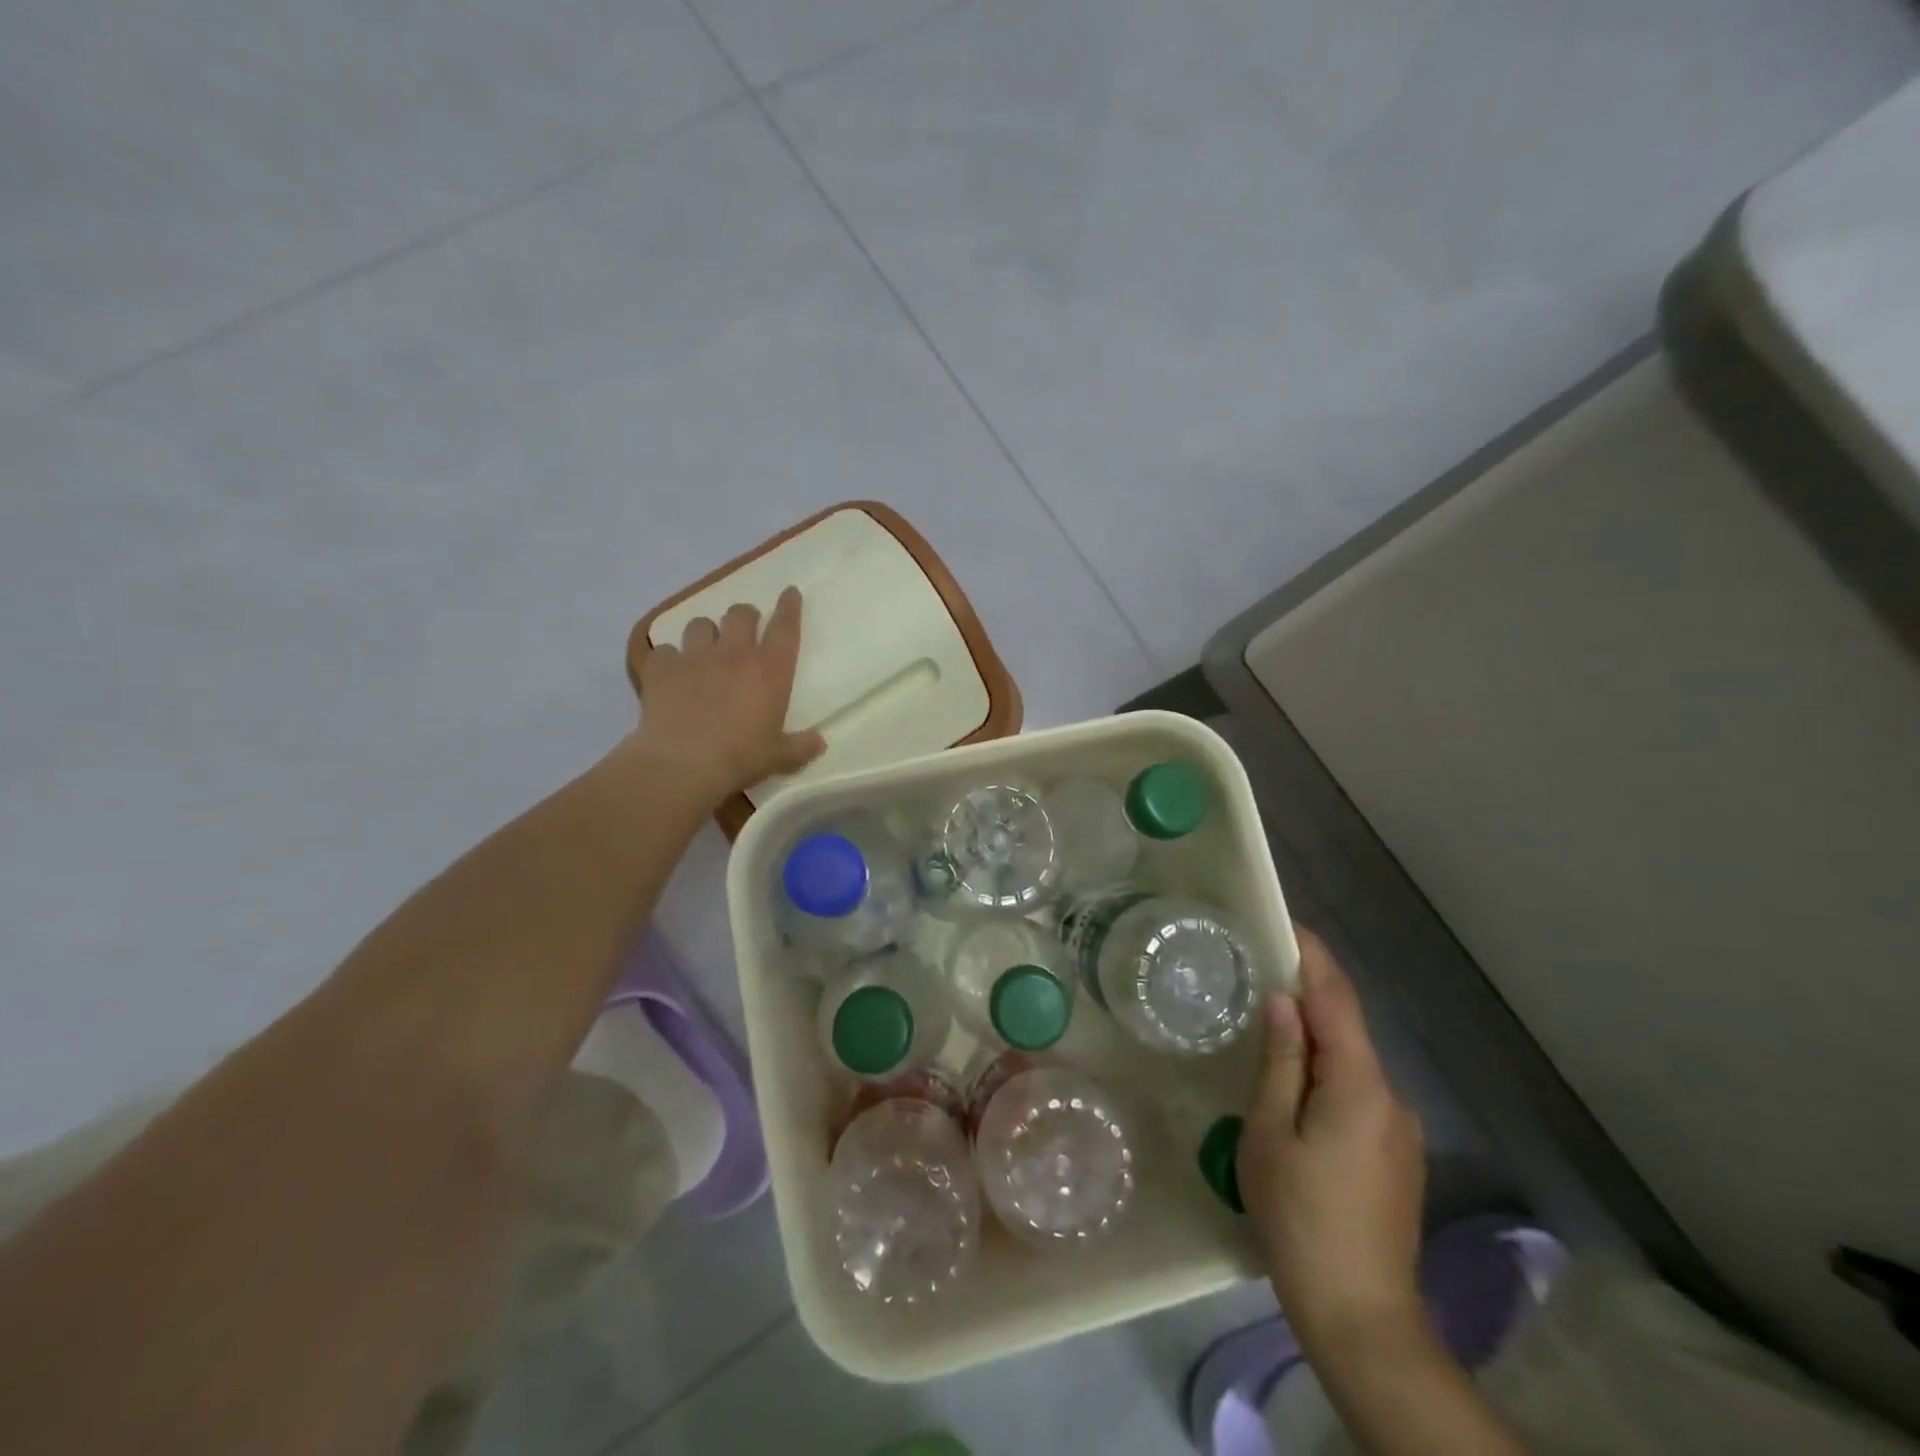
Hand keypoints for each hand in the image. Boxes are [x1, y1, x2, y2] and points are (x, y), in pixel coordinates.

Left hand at [632, 586, 825, 798]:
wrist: (683, 764)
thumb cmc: (741, 758)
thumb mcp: (778, 757)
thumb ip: (800, 747)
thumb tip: (820, 743)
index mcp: (770, 670)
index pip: (785, 627)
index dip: (789, 606)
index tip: (790, 592)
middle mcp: (734, 654)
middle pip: (740, 614)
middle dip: (745, 616)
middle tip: (745, 628)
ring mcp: (695, 657)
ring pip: (700, 624)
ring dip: (706, 632)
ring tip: (706, 648)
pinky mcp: (661, 669)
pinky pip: (664, 650)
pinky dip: (670, 658)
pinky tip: (670, 672)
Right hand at [1239, 927, 1426, 1357]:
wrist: (1361, 1315)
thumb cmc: (1300, 1217)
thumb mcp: (1272, 1133)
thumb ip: (1280, 1061)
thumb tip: (1282, 1000)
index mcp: (1359, 1085)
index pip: (1337, 1000)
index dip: (1313, 956)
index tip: (1285, 923)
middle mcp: (1390, 1096)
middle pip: (1346, 1027)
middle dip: (1307, 994)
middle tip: (1258, 971)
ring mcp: (1399, 1128)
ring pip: (1351, 1062)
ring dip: (1314, 1036)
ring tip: (1265, 1027)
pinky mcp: (1396, 1154)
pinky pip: (1358, 1092)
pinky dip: (1326, 1071)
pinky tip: (1293, 1087)